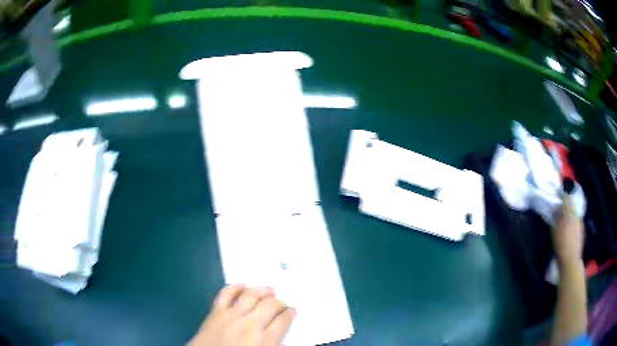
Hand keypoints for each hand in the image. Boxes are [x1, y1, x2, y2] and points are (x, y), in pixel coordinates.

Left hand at [189, 285, 295, 345]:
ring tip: (269, 290)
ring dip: (262, 290)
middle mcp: (250, 324)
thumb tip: (279, 334)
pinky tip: (242, 285)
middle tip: (282, 303)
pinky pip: (226, 294)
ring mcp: (231, 315)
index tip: (292, 311)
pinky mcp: (216, 312)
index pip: (283, 320)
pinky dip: (235, 287)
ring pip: (251, 295)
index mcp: (265, 340)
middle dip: (279, 302)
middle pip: (270, 305)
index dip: (290, 313)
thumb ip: (273, 343)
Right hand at [551, 194, 583, 267]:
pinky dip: (573, 223)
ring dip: (570, 214)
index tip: (560, 189)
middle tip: (562, 207)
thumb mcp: (555, 232)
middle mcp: (576, 215)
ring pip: (575, 214)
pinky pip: (577, 222)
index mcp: (569, 213)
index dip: (563, 192)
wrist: (571, 260)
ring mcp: (580, 223)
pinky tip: (569, 230)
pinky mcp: (581, 231)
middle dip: (567, 205)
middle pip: (572, 206)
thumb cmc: (561, 245)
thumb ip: (556, 218)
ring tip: (566, 220)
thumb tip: (555, 208)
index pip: (567, 198)